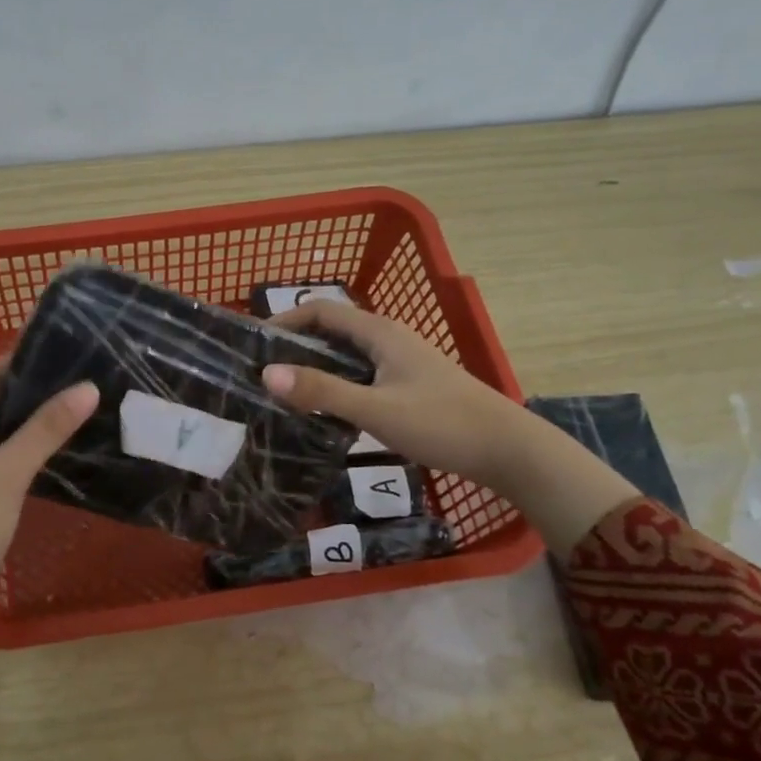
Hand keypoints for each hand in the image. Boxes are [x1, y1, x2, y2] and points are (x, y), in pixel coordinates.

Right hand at [261, 301, 528, 488]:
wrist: (507, 450)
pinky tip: (324, 411)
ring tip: (282, 392)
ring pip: (346, 355)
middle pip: (331, 330)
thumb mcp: (376, 410)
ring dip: (314, 367)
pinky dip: (335, 384)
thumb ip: (322, 392)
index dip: (285, 319)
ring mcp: (401, 363)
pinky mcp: (408, 385)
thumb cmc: (442, 423)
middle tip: (260, 372)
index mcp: (380, 333)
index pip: (321, 310)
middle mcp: (389, 339)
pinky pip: (360, 375)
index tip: (253, 344)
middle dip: (294, 345)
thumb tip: (266, 374)